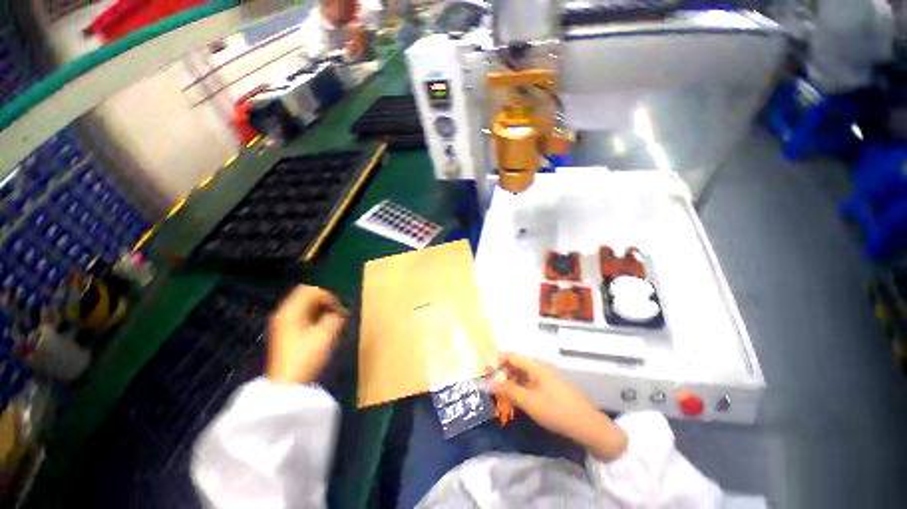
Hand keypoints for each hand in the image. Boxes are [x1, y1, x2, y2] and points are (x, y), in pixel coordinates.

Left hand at [266, 285, 347, 384]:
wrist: (287, 384)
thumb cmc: (306, 357)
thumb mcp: (326, 335)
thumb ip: (335, 318)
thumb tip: (339, 312)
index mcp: (291, 311)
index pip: (311, 291)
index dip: (329, 296)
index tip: (341, 308)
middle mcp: (284, 312)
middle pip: (305, 294)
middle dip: (324, 299)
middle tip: (337, 309)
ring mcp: (282, 322)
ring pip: (303, 304)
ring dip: (319, 306)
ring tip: (332, 317)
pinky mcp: (284, 331)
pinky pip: (301, 313)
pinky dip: (313, 313)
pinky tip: (322, 324)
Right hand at [489, 353, 627, 460]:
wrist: (588, 425)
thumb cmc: (556, 411)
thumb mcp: (529, 402)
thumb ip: (508, 390)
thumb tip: (488, 382)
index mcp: (535, 365)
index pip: (511, 356)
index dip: (496, 361)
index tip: (485, 372)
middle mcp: (540, 366)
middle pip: (516, 363)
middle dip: (502, 372)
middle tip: (492, 386)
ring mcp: (546, 376)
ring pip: (523, 373)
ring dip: (511, 381)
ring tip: (501, 394)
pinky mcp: (550, 385)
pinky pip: (530, 380)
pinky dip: (521, 386)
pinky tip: (517, 398)